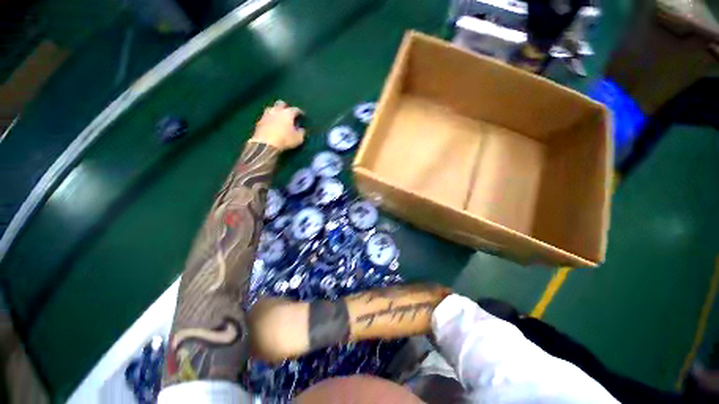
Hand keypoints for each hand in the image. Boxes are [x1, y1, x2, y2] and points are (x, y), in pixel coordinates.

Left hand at [252, 100, 305, 149]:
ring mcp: (266, 114)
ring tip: (279, 117)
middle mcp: (277, 110)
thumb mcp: (298, 139)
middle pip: (281, 104)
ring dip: (276, 111)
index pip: (296, 109)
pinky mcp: (259, 121)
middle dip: (286, 107)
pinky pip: (266, 116)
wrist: (266, 144)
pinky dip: (270, 119)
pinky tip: (271, 123)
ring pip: (272, 108)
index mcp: (288, 113)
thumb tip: (301, 129)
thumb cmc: (285, 140)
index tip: (302, 116)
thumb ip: (301, 132)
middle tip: (289, 113)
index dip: (300, 112)